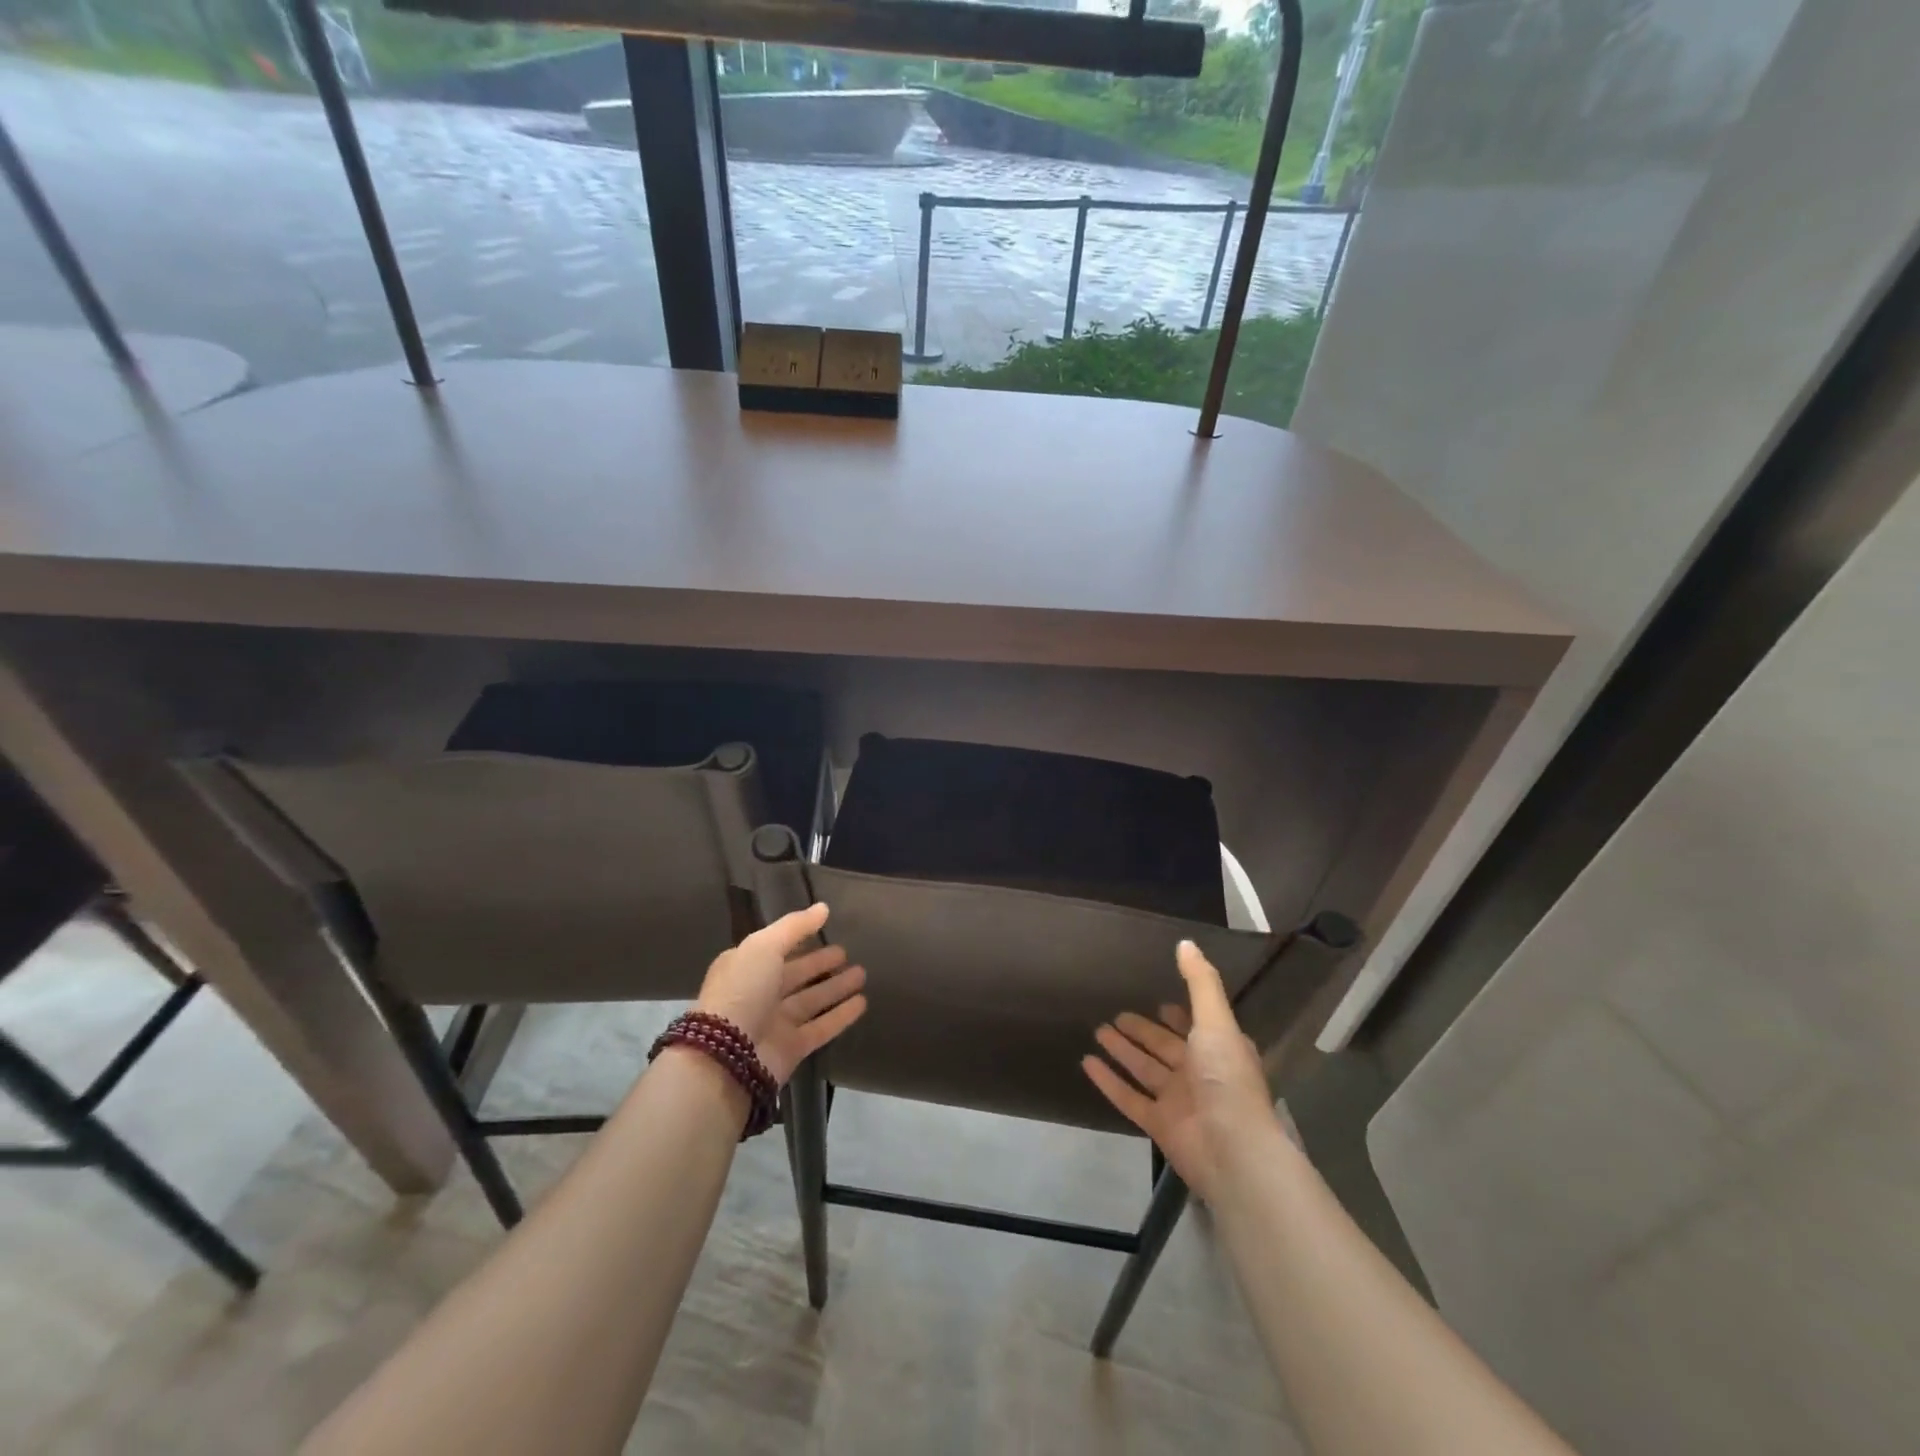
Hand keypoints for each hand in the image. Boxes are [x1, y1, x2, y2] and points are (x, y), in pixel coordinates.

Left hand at [693, 902, 866, 1085]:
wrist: (727, 1056)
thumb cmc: (742, 991)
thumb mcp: (763, 946)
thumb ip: (794, 926)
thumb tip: (823, 908)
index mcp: (745, 967)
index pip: (777, 948)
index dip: (800, 938)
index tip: (825, 928)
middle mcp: (759, 994)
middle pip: (796, 974)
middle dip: (821, 963)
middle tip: (847, 953)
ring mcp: (776, 1022)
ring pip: (812, 1000)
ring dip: (836, 987)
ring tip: (862, 974)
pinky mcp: (792, 1048)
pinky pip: (822, 1027)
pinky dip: (841, 1015)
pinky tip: (862, 1003)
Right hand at [1081, 940, 1278, 1200]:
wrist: (1232, 1150)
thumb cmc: (1226, 1078)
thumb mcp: (1215, 1022)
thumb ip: (1200, 982)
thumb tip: (1185, 942)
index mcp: (1219, 1050)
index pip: (1194, 1027)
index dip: (1177, 1016)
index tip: (1158, 1002)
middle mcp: (1199, 1074)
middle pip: (1164, 1048)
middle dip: (1142, 1032)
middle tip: (1116, 1015)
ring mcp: (1178, 1101)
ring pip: (1145, 1070)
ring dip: (1123, 1051)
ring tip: (1097, 1031)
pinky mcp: (1159, 1124)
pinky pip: (1128, 1097)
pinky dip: (1109, 1081)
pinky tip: (1087, 1063)